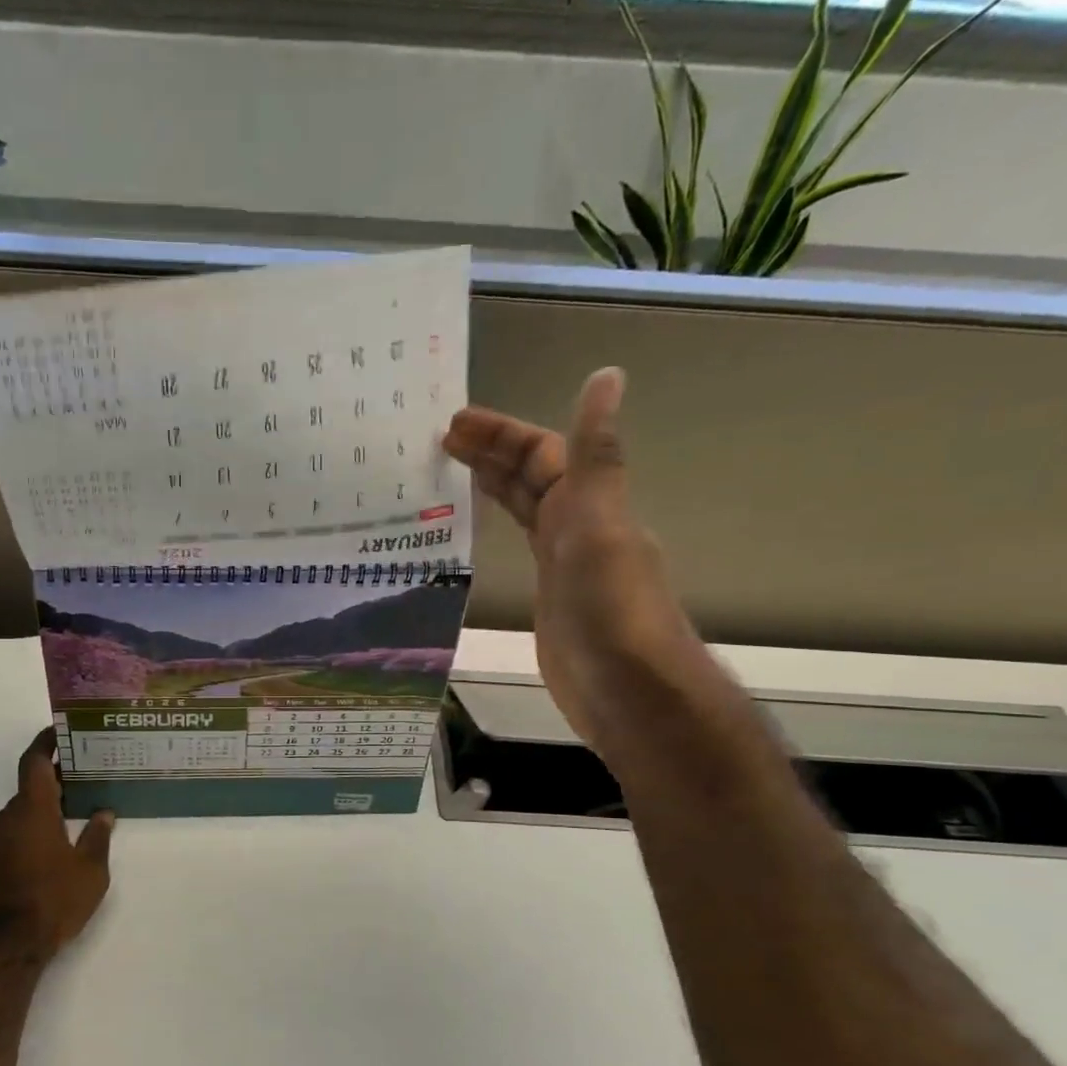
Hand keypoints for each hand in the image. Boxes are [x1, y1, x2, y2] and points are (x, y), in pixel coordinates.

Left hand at [0, 729, 113, 953]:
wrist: (6, 946)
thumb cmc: (54, 899)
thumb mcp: (91, 870)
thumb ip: (98, 836)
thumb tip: (104, 813)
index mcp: (33, 810)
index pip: (35, 762)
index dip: (46, 742)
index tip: (60, 731)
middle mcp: (8, 818)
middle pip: (30, 787)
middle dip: (55, 780)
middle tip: (84, 777)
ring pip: (22, 813)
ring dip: (44, 808)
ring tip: (74, 813)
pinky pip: (13, 833)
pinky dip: (32, 829)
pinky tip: (53, 846)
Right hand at [443, 369, 705, 751]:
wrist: (627, 691)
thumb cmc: (611, 609)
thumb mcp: (599, 526)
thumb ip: (595, 456)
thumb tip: (608, 375)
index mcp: (587, 504)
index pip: (542, 453)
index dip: (501, 434)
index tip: (453, 424)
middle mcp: (577, 526)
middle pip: (531, 478)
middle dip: (490, 454)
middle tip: (439, 441)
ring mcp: (562, 564)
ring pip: (524, 511)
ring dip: (491, 487)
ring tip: (446, 475)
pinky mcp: (548, 599)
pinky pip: (517, 549)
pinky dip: (494, 531)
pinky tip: (473, 533)